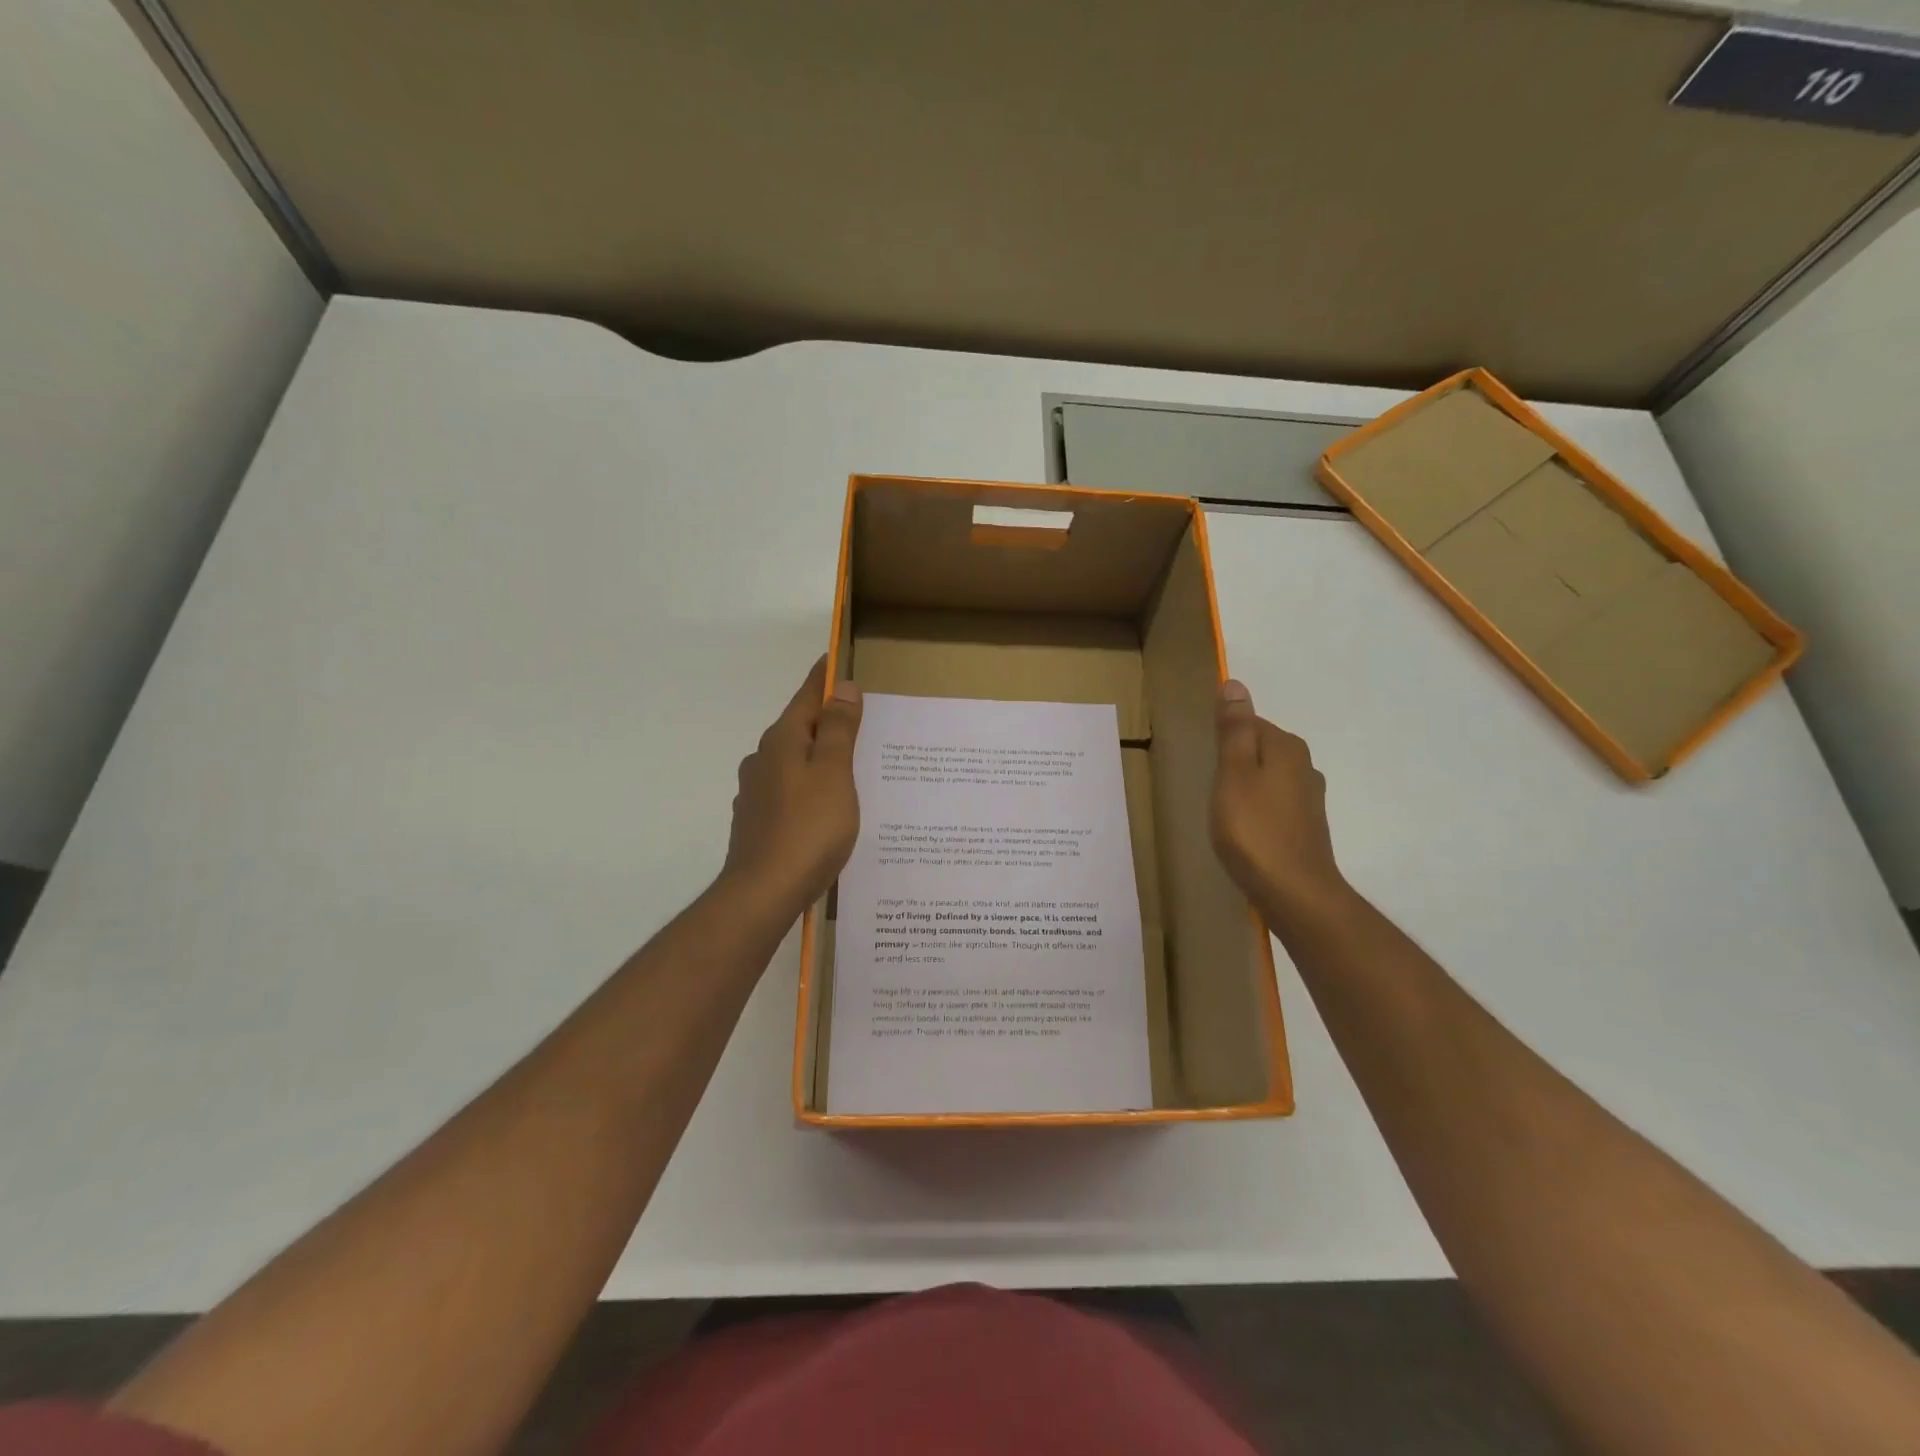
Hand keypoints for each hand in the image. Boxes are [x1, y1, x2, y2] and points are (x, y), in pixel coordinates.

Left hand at [721, 656, 862, 914]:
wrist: (763, 893)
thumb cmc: (808, 828)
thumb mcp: (834, 773)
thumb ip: (838, 730)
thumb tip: (842, 687)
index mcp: (782, 741)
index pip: (807, 697)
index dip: (825, 678)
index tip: (838, 659)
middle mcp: (763, 760)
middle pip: (800, 728)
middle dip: (827, 720)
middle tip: (862, 719)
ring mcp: (757, 792)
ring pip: (795, 762)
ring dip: (820, 757)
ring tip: (853, 767)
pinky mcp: (758, 821)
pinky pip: (791, 790)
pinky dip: (811, 787)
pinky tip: (828, 807)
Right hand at [1211, 679, 1348, 927]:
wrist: (1294, 893)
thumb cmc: (1254, 830)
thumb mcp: (1233, 774)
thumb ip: (1234, 731)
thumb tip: (1235, 684)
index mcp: (1287, 748)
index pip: (1251, 723)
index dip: (1225, 736)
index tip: (1204, 757)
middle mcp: (1304, 766)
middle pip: (1262, 748)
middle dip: (1236, 758)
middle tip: (1208, 781)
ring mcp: (1309, 799)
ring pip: (1269, 777)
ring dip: (1247, 784)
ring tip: (1221, 805)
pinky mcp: (1306, 826)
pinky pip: (1275, 802)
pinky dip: (1258, 808)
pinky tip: (1243, 827)